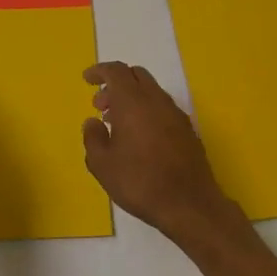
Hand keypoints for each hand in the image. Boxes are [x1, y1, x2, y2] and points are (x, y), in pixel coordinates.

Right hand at [82, 62, 241, 242]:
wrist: (189, 204)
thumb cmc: (139, 182)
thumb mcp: (102, 164)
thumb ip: (93, 138)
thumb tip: (92, 122)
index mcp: (133, 102)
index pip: (116, 71)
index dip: (99, 71)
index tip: (87, 79)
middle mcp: (156, 100)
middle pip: (136, 75)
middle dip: (115, 83)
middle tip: (100, 105)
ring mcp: (175, 114)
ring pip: (151, 91)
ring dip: (131, 98)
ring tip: (116, 124)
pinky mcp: (187, 129)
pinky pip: (162, 107)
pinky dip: (146, 110)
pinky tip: (139, 137)